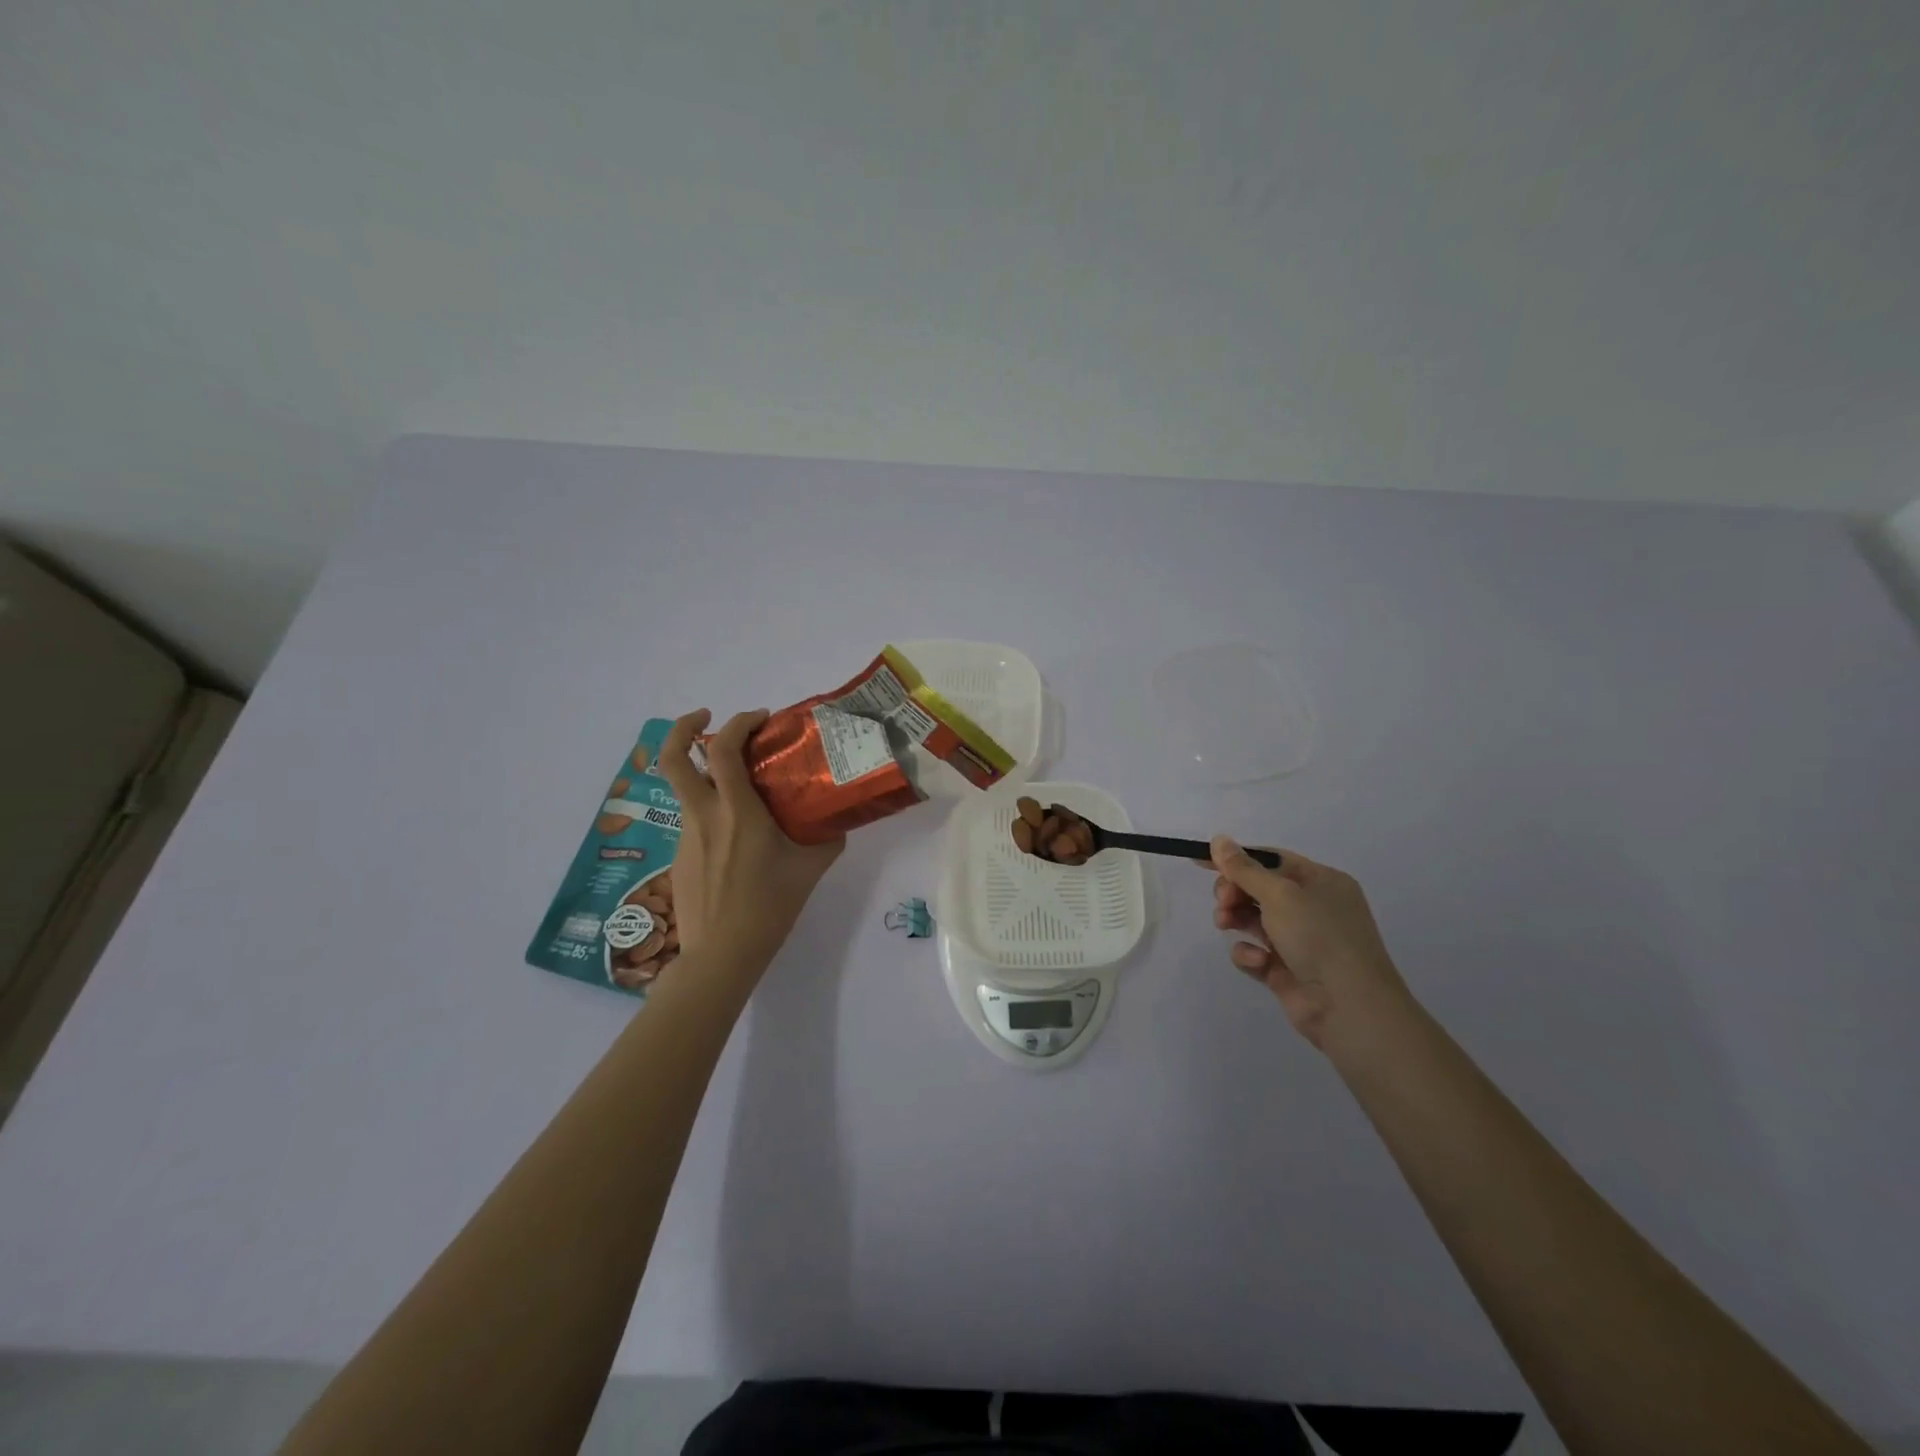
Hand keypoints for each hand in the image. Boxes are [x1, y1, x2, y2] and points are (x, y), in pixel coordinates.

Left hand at [655, 708, 844, 981]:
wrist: (721, 955)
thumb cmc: (769, 908)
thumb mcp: (810, 869)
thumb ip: (827, 838)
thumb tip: (837, 820)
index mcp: (736, 812)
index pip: (723, 750)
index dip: (738, 723)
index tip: (760, 719)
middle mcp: (703, 815)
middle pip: (673, 758)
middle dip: (683, 728)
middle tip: (706, 717)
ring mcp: (686, 836)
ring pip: (684, 787)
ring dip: (704, 771)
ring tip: (737, 782)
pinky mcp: (678, 857)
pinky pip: (694, 818)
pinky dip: (709, 807)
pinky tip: (735, 834)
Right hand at [1207, 836, 1411, 1052]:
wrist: (1349, 1007)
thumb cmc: (1320, 937)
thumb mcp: (1280, 894)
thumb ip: (1244, 868)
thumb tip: (1219, 839)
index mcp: (1321, 881)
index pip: (1271, 860)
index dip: (1236, 859)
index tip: (1201, 862)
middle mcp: (1312, 907)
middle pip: (1258, 889)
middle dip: (1234, 892)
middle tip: (1223, 901)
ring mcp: (1300, 941)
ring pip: (1252, 919)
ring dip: (1235, 918)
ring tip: (1225, 924)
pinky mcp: (1286, 970)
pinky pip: (1255, 952)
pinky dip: (1249, 953)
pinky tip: (1257, 961)